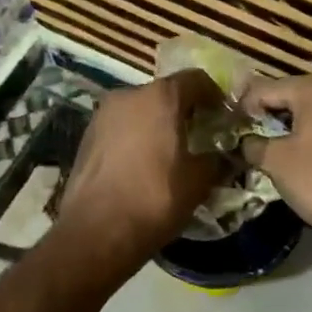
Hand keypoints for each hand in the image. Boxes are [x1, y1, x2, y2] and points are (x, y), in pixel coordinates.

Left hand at [57, 70, 226, 269]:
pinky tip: (144, 165)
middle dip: (184, 111)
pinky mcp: (87, 137)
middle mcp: (128, 95)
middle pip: (165, 93)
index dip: (214, 95)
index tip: (224, 116)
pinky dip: (136, 138)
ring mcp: (103, 115)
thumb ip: (216, 160)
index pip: (196, 79)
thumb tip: (224, 156)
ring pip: (140, 110)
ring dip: (158, 124)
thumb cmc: (155, 198)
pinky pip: (121, 128)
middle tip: (200, 135)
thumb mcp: (199, 180)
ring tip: (171, 152)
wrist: (96, 232)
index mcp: (161, 97)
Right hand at [239, 75, 311, 230]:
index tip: (228, 125)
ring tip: (266, 141)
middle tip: (245, 131)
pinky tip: (295, 148)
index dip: (243, 106)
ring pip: (310, 109)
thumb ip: (253, 144)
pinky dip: (309, 131)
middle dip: (267, 112)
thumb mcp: (276, 162)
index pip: (265, 89)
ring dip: (288, 122)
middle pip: (289, 94)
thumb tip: (243, 140)